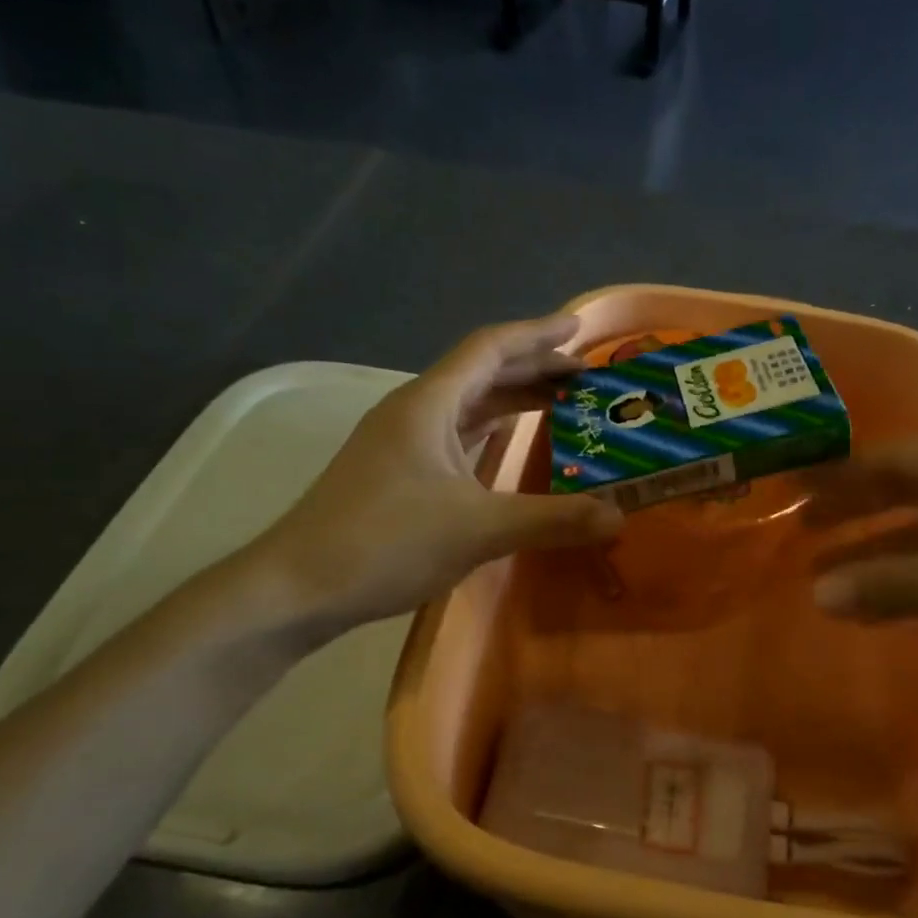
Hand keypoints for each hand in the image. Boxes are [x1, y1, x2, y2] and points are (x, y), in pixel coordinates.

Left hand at [240, 314, 622, 630]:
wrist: (298, 588)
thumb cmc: (385, 543)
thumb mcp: (478, 529)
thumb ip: (552, 519)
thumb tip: (619, 517)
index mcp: (428, 404)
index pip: (489, 349)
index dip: (537, 334)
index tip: (580, 329)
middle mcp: (413, 413)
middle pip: (480, 374)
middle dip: (533, 369)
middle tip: (585, 377)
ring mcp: (400, 445)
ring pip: (467, 407)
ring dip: (512, 401)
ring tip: (561, 406)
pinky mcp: (396, 476)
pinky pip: (456, 438)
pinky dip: (491, 435)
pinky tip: (510, 449)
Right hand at [806, 437, 917, 677]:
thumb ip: (900, 585)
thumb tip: (817, 593)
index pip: (898, 462)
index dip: (843, 477)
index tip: (791, 493)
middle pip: (912, 495)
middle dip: (857, 514)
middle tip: (799, 533)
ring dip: (884, 556)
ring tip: (828, 577)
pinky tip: (889, 603)